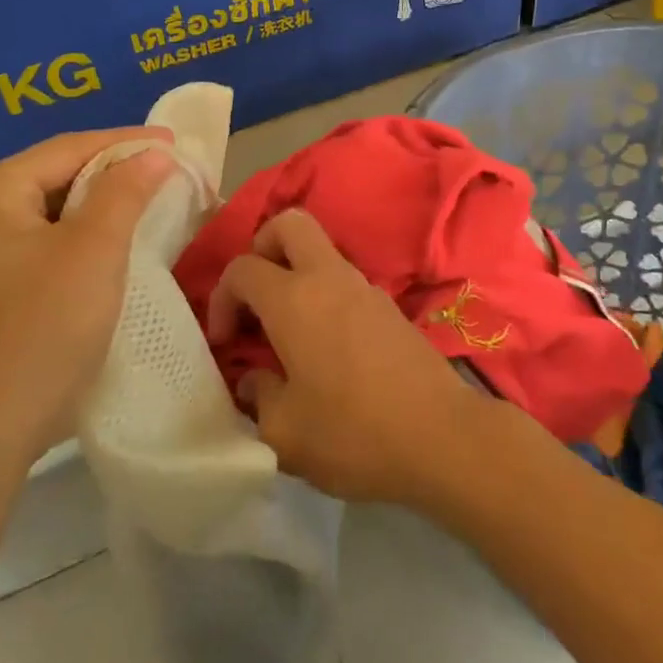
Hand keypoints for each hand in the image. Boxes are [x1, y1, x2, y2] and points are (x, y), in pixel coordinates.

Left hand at [0, 129, 173, 471]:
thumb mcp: (93, 252)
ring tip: (156, 203)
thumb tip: (154, 153)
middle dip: (118, 173)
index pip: (69, 148)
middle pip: (60, 175)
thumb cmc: (40, 332)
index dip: (128, 142)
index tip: (178, 142)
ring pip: (58, 211)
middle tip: (172, 174)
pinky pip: (49, 242)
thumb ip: (125, 192)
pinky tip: (120, 244)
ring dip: (107, 206)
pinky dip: (88, 237)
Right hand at [207, 209, 494, 506]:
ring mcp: (364, 288)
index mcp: (294, 299)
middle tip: (255, 298)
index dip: (221, 299)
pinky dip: (323, 296)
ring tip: (286, 332)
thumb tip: (253, 380)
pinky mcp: (389, 307)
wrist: (441, 437)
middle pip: (289, 224)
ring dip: (295, 275)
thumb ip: (258, 396)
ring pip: (320, 251)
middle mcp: (328, 278)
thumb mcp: (284, 432)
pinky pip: (344, 281)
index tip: (225, 342)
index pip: (242, 268)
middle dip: (262, 249)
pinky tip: (325, 347)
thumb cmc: (353, 433)